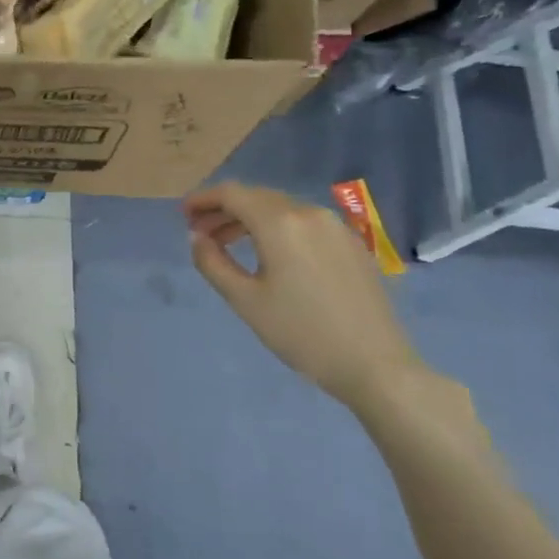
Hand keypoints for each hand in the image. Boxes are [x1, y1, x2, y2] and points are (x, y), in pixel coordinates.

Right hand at [185, 182, 430, 415]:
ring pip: (281, 209)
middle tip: (200, 231)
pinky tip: (269, 253)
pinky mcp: (351, 244)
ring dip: (250, 219)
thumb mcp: (244, 300)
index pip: (232, 194)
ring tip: (227, 243)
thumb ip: (212, 262)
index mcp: (280, 223)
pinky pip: (304, 223)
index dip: (203, 199)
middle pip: (257, 197)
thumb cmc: (301, 333)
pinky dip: (277, 228)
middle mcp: (309, 213)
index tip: (183, 214)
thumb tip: (197, 238)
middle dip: (224, 209)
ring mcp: (335, 227)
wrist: (375, 365)